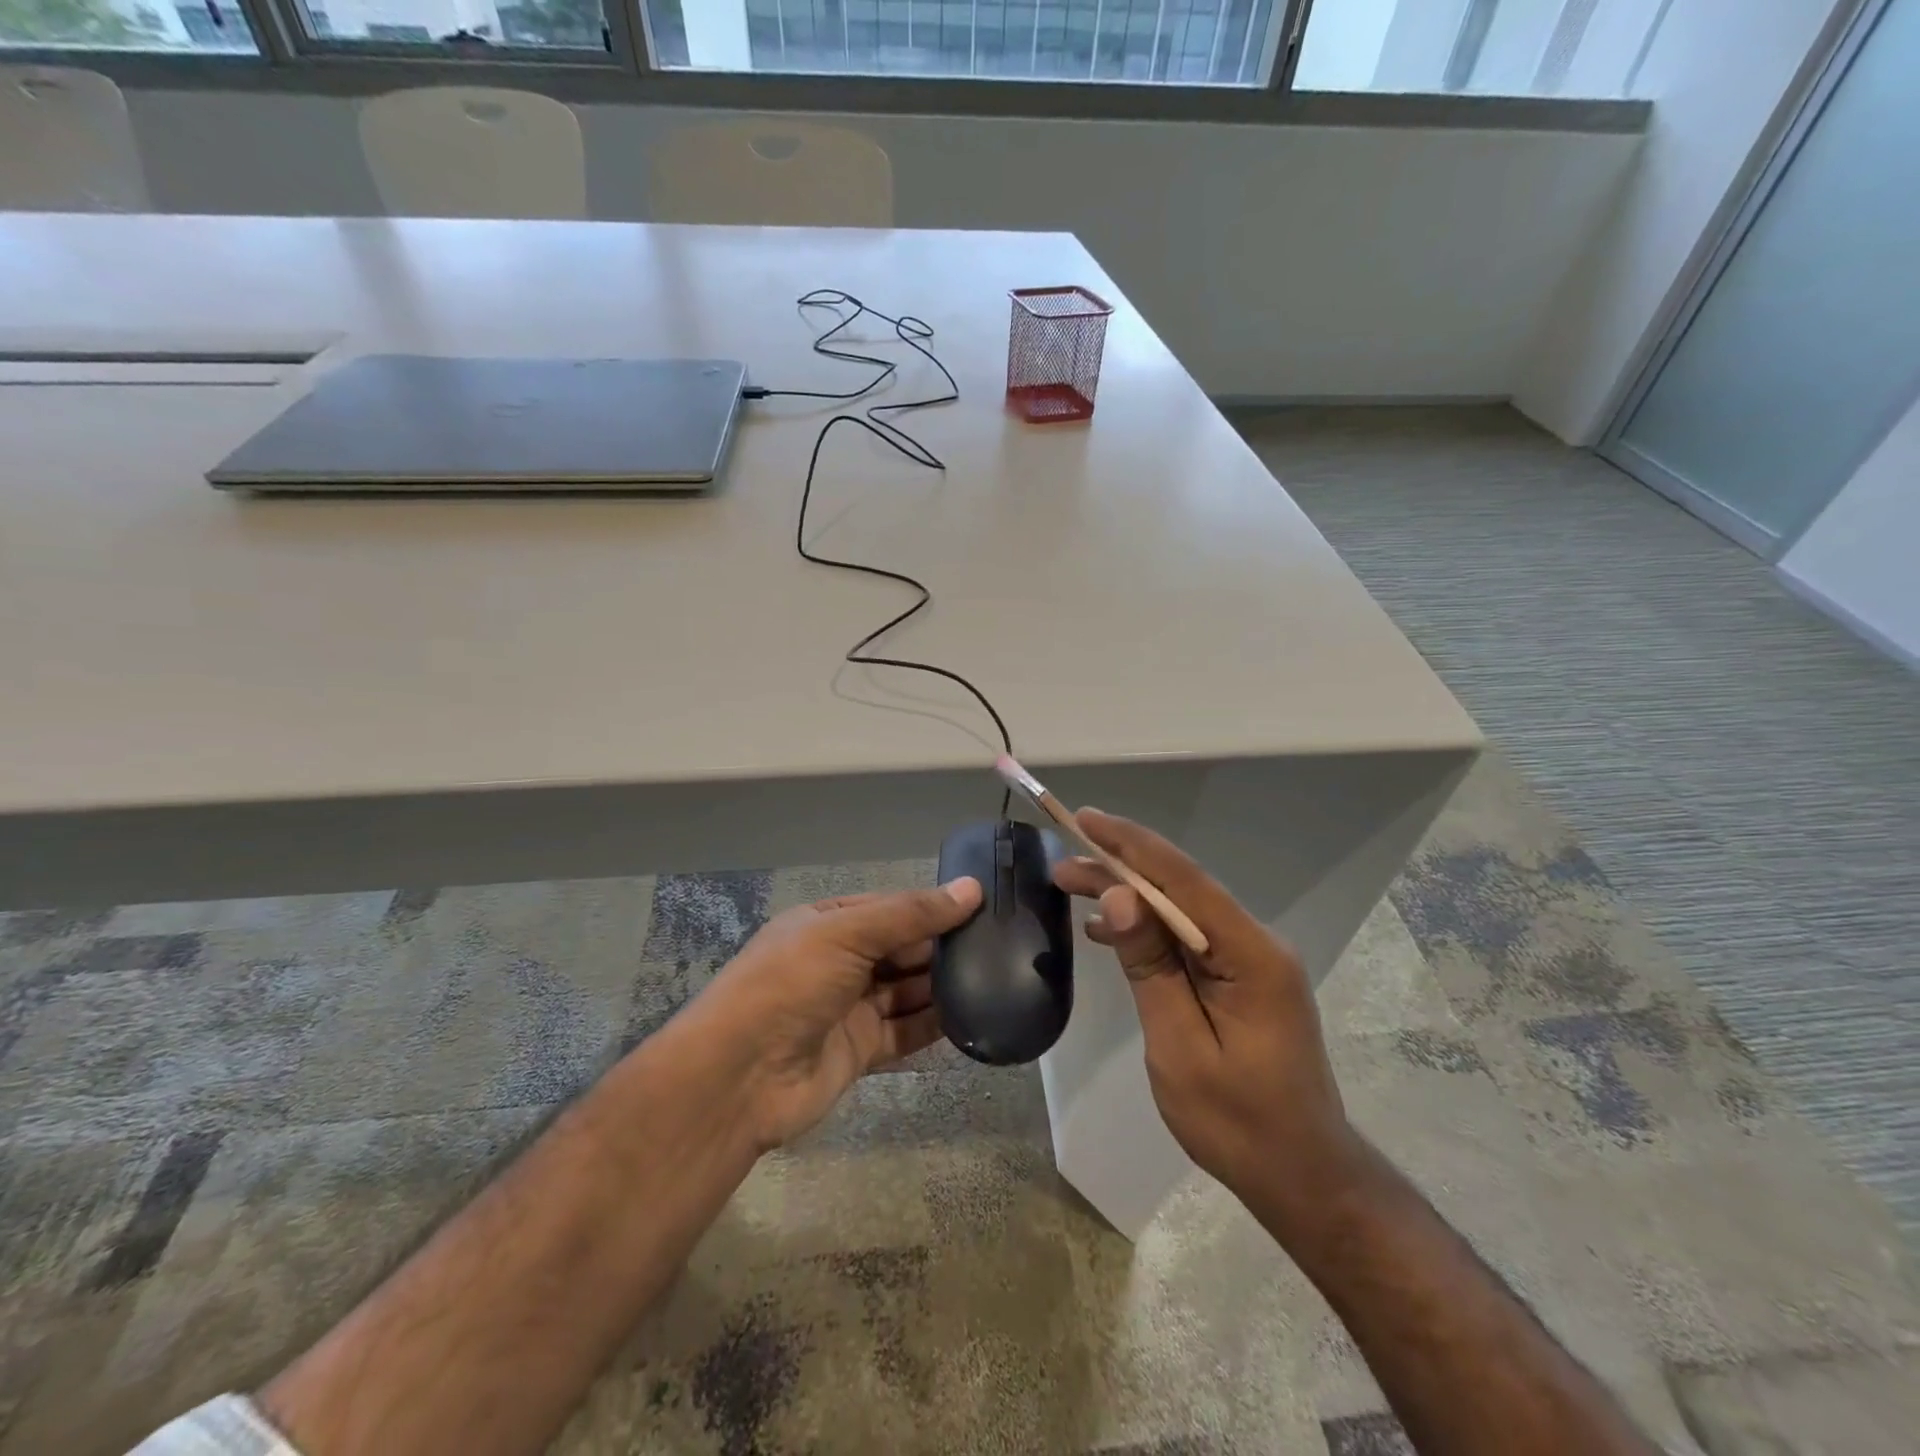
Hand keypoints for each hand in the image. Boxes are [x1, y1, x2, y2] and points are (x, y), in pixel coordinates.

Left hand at [677, 877, 982, 1153]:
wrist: (739, 1079)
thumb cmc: (790, 985)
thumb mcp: (847, 933)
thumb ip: (911, 914)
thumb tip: (972, 888)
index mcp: (828, 923)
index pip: (891, 908)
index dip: (932, 906)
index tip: (983, 906)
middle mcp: (839, 962)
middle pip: (901, 949)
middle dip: (942, 947)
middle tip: (1000, 944)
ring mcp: (849, 1008)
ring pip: (907, 991)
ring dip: (943, 986)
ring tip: (997, 976)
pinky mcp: (859, 1050)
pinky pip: (905, 1033)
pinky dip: (934, 1026)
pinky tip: (973, 1016)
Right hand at [1053, 811, 1359, 1224]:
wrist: (1302, 1176)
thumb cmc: (1238, 1123)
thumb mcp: (1180, 1047)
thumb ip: (1150, 966)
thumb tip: (1119, 896)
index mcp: (1251, 954)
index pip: (1184, 879)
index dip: (1131, 845)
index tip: (1084, 819)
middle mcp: (1256, 943)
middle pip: (1180, 888)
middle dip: (1120, 869)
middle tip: (1060, 865)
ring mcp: (1251, 960)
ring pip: (1180, 910)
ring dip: (1128, 897)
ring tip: (1071, 888)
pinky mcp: (1240, 977)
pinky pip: (1187, 938)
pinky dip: (1147, 930)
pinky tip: (1108, 931)